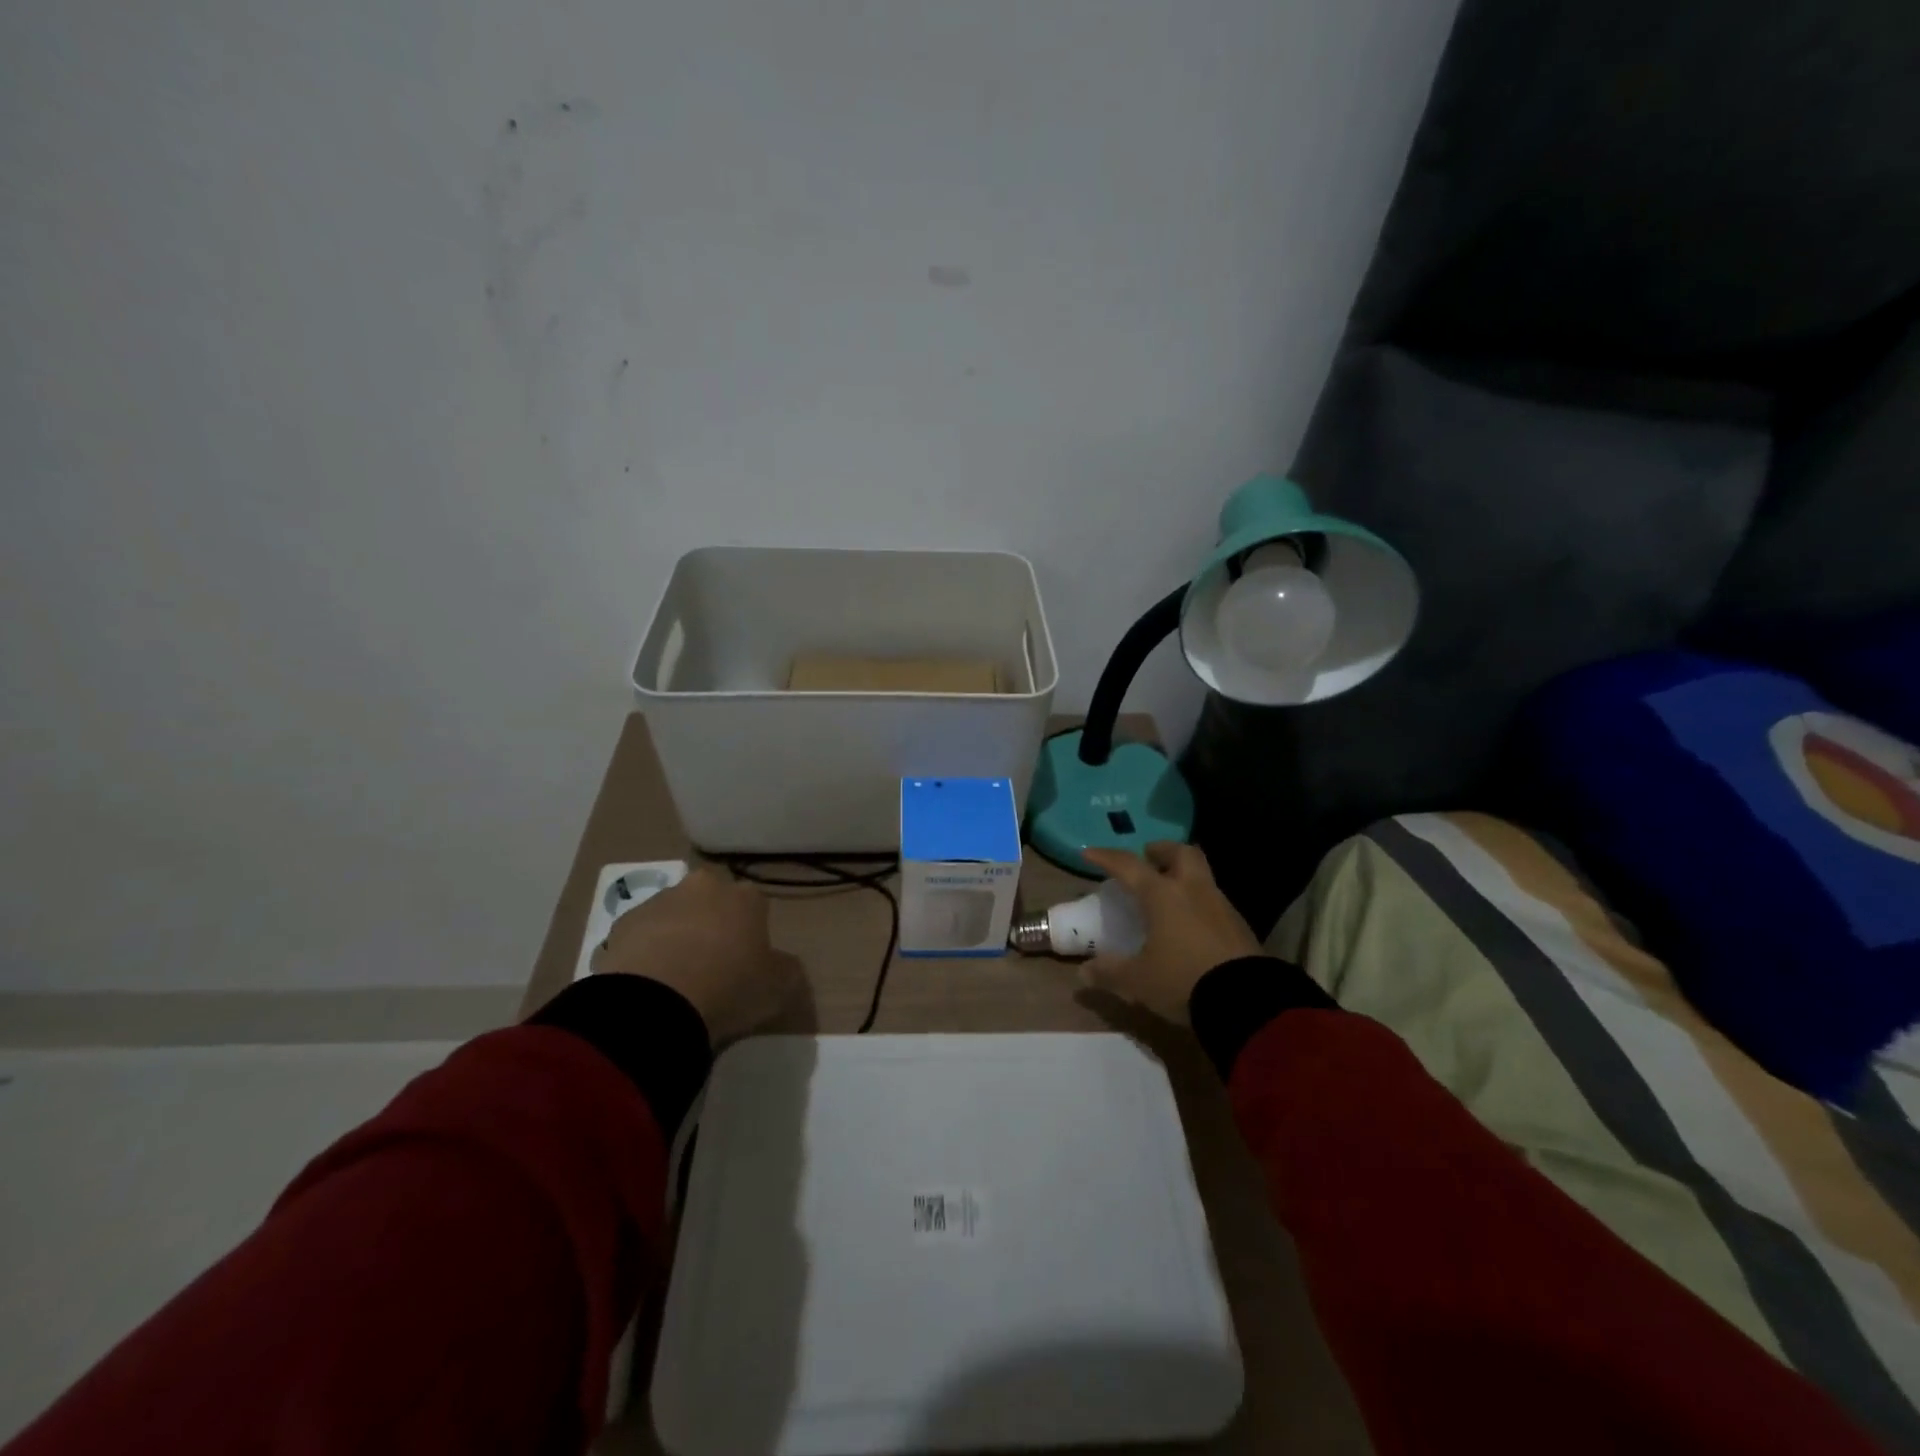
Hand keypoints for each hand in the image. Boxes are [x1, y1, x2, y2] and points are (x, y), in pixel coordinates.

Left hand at [590, 866, 803, 1043]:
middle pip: (712, 903)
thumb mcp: (779, 988)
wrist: (655, 1003)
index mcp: (746, 897)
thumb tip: (781, 965)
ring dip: (677, 937)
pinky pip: (641, 937)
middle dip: (712, 925)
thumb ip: (786, 970)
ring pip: (675, 916)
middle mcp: (704, 886)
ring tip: (675, 981)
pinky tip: (647, 985)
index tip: (749, 964)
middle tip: (712, 967)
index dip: (753, 935)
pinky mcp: (622, 923)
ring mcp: (660, 901)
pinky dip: (646, 953)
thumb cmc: (729, 987)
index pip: (756, 907)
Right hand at [1079, 842, 1263, 1024]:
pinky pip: (1214, 902)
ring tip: (1168, 896)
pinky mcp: (1240, 927)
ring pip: (1201, 876)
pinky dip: (1198, 903)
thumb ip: (1109, 972)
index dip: (1106, 857)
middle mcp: (1193, 890)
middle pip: (1181, 853)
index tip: (1089, 852)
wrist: (1248, 1003)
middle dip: (1162, 851)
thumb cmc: (1183, 980)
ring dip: (1183, 877)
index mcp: (1162, 895)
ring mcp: (1221, 906)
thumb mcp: (1138, 981)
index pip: (1129, 865)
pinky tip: (1191, 925)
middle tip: (1148, 859)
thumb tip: (1084, 972)